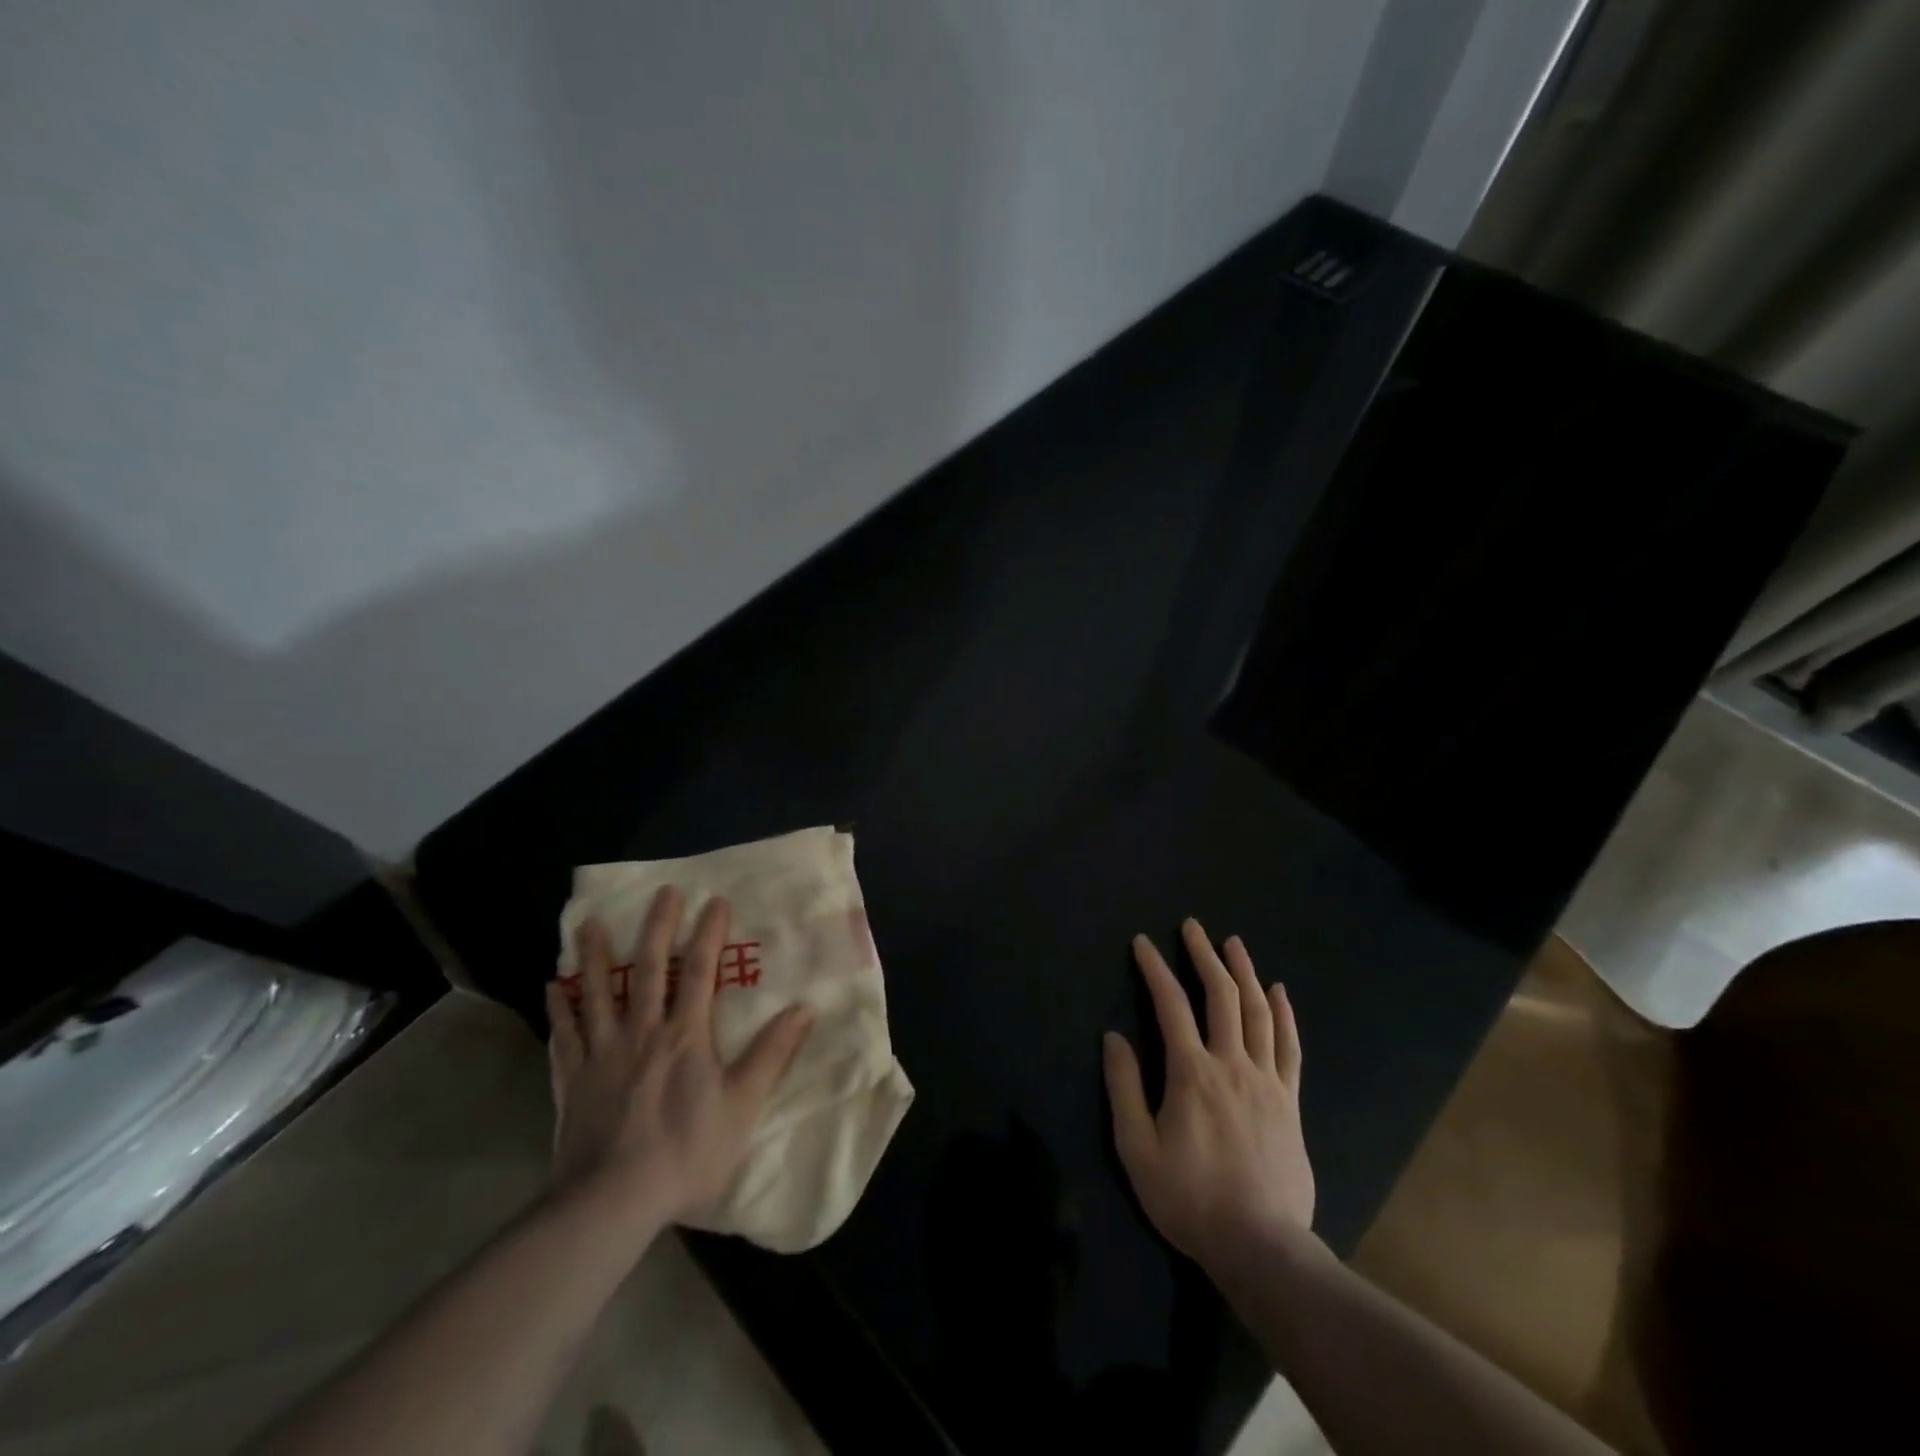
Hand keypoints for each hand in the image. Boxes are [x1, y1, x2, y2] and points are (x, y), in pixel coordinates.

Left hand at [545, 887, 812, 1226]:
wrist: (612, 1202)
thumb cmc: (686, 1152)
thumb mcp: (743, 1105)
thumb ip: (772, 1055)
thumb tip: (804, 1009)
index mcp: (686, 1036)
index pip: (700, 972)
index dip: (709, 934)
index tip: (715, 900)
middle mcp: (643, 1032)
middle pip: (649, 969)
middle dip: (658, 927)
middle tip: (662, 892)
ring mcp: (602, 1054)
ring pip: (598, 994)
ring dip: (596, 956)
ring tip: (590, 923)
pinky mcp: (572, 1081)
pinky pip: (564, 1036)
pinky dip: (559, 1010)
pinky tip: (551, 987)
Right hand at [1103, 919, 1313, 1273]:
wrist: (1261, 1247)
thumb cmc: (1190, 1198)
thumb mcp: (1137, 1149)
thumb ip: (1124, 1089)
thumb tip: (1113, 1037)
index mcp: (1192, 1073)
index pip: (1171, 1005)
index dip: (1155, 969)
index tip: (1143, 942)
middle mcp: (1232, 1064)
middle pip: (1221, 996)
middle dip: (1204, 955)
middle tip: (1193, 926)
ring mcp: (1267, 1081)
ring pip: (1259, 1012)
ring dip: (1245, 972)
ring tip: (1233, 943)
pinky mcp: (1290, 1101)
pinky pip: (1290, 1047)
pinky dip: (1284, 1014)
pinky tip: (1279, 991)